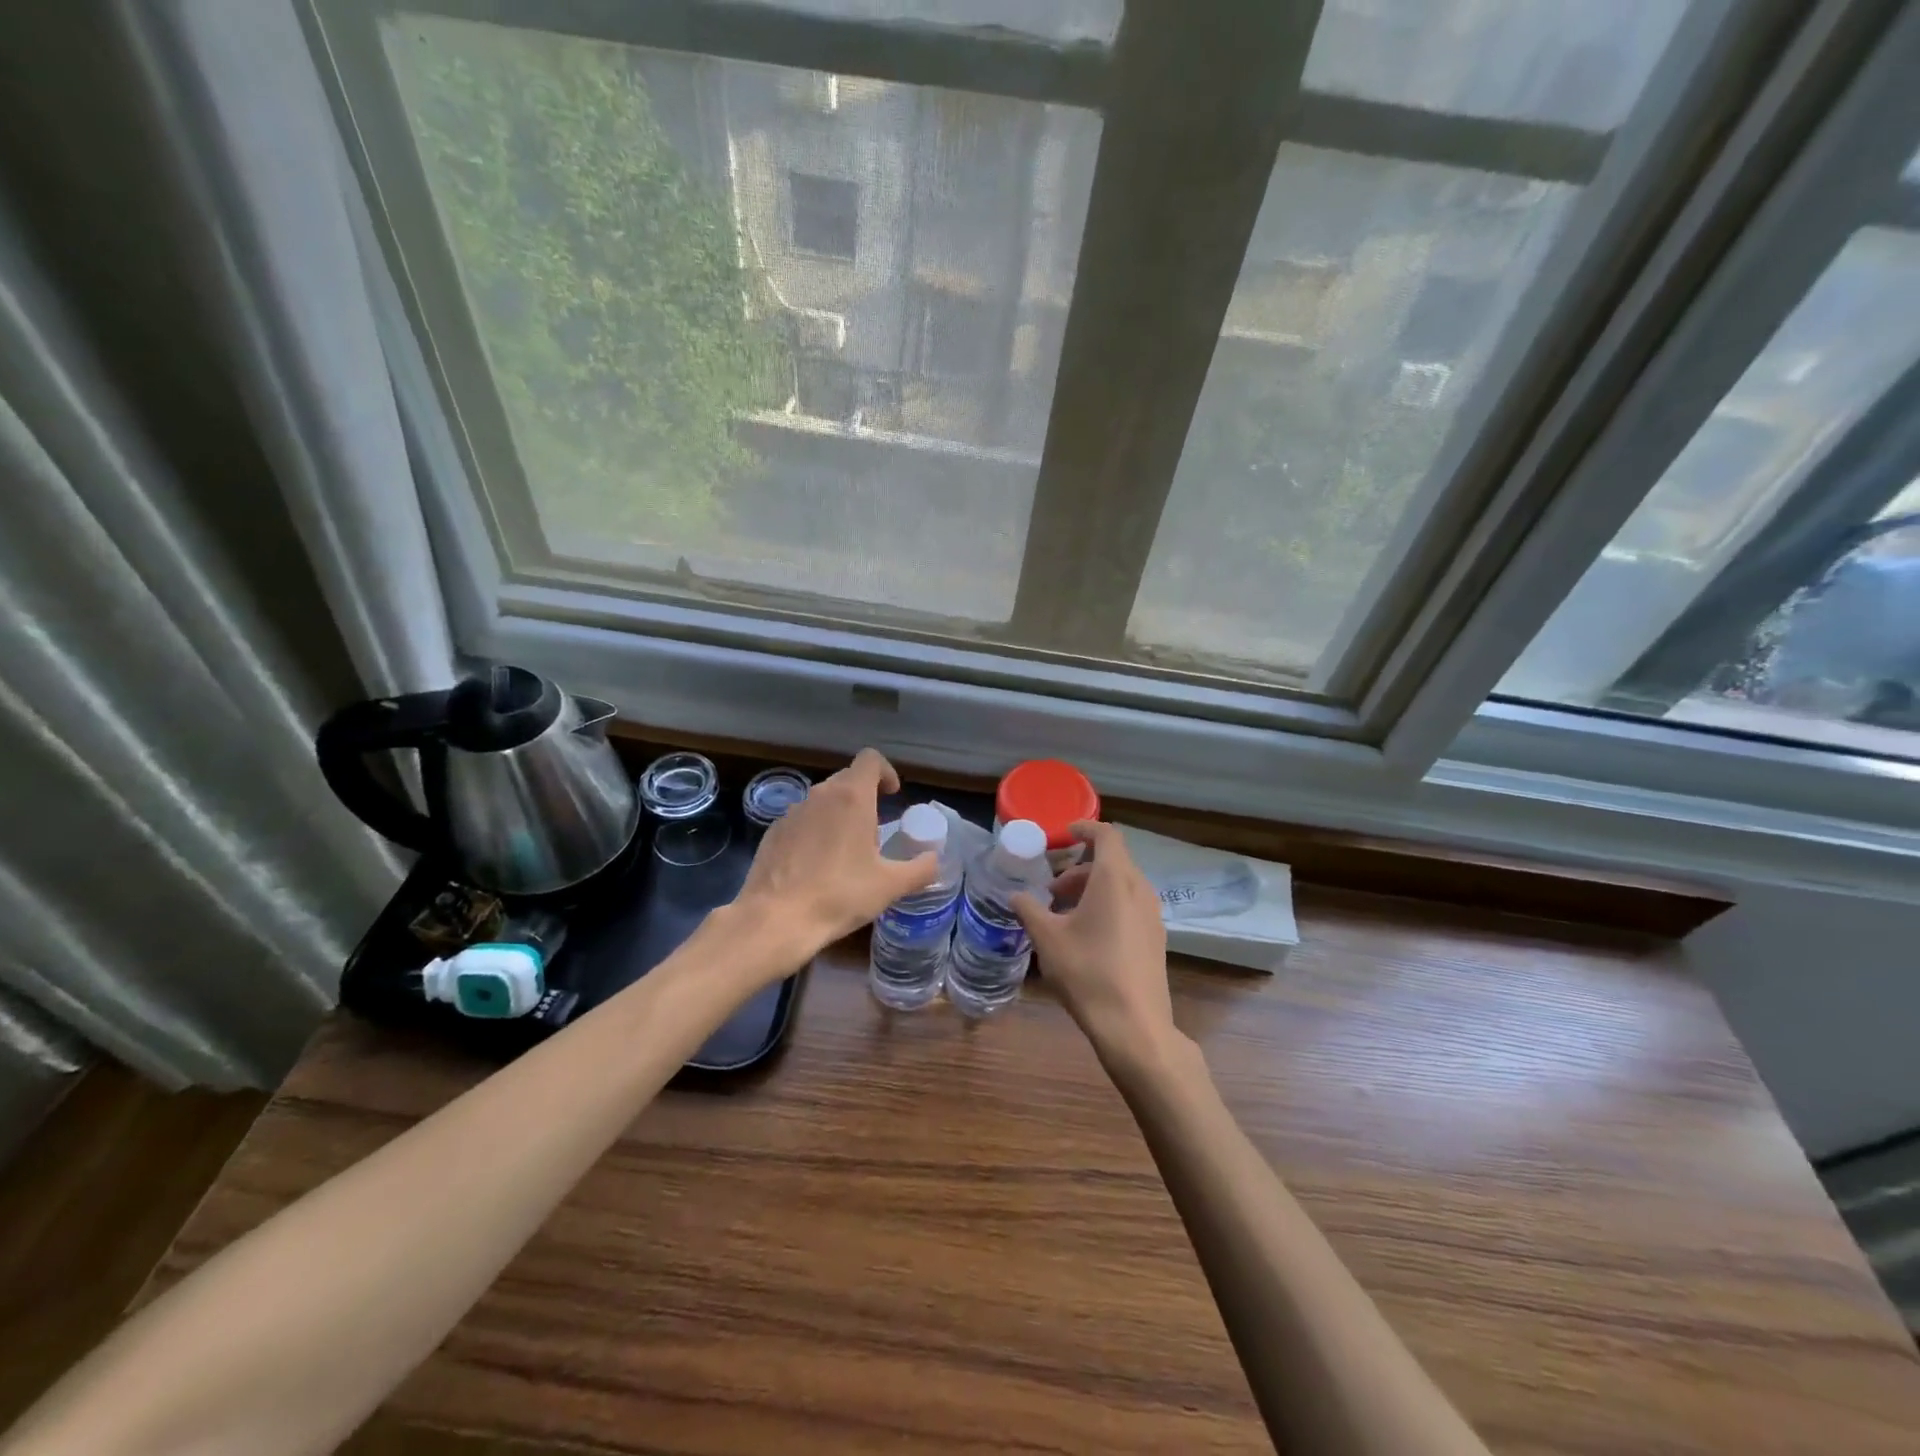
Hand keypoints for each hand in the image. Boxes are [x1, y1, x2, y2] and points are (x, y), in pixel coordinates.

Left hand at [735, 748, 938, 961]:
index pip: (870, 759)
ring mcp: (792, 812)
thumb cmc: (840, 895)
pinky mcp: (772, 832)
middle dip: (865, 798)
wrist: (776, 919)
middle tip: (874, 833)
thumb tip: (934, 860)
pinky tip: (816, 868)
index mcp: (851, 797)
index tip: (892, 796)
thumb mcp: (890, 886)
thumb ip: (921, 869)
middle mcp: (820, 795)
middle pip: (847, 779)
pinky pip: (801, 821)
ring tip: (846, 854)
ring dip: (839, 816)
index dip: (886, 772)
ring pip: (823, 801)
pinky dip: (814, 833)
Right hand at [1011, 822, 1178, 1067]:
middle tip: (1050, 890)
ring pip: (1120, 885)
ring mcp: (1152, 914)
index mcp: (1115, 879)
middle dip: (1078, 869)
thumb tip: (1015, 895)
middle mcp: (1139, 889)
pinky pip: (1129, 906)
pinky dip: (1107, 906)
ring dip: (1091, 889)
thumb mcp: (1047, 938)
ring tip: (1062, 915)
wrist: (1134, 1026)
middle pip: (1111, 862)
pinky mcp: (1155, 938)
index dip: (1084, 829)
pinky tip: (1085, 937)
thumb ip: (1029, 909)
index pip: (1106, 835)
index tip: (1063, 836)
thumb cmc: (1087, 972)